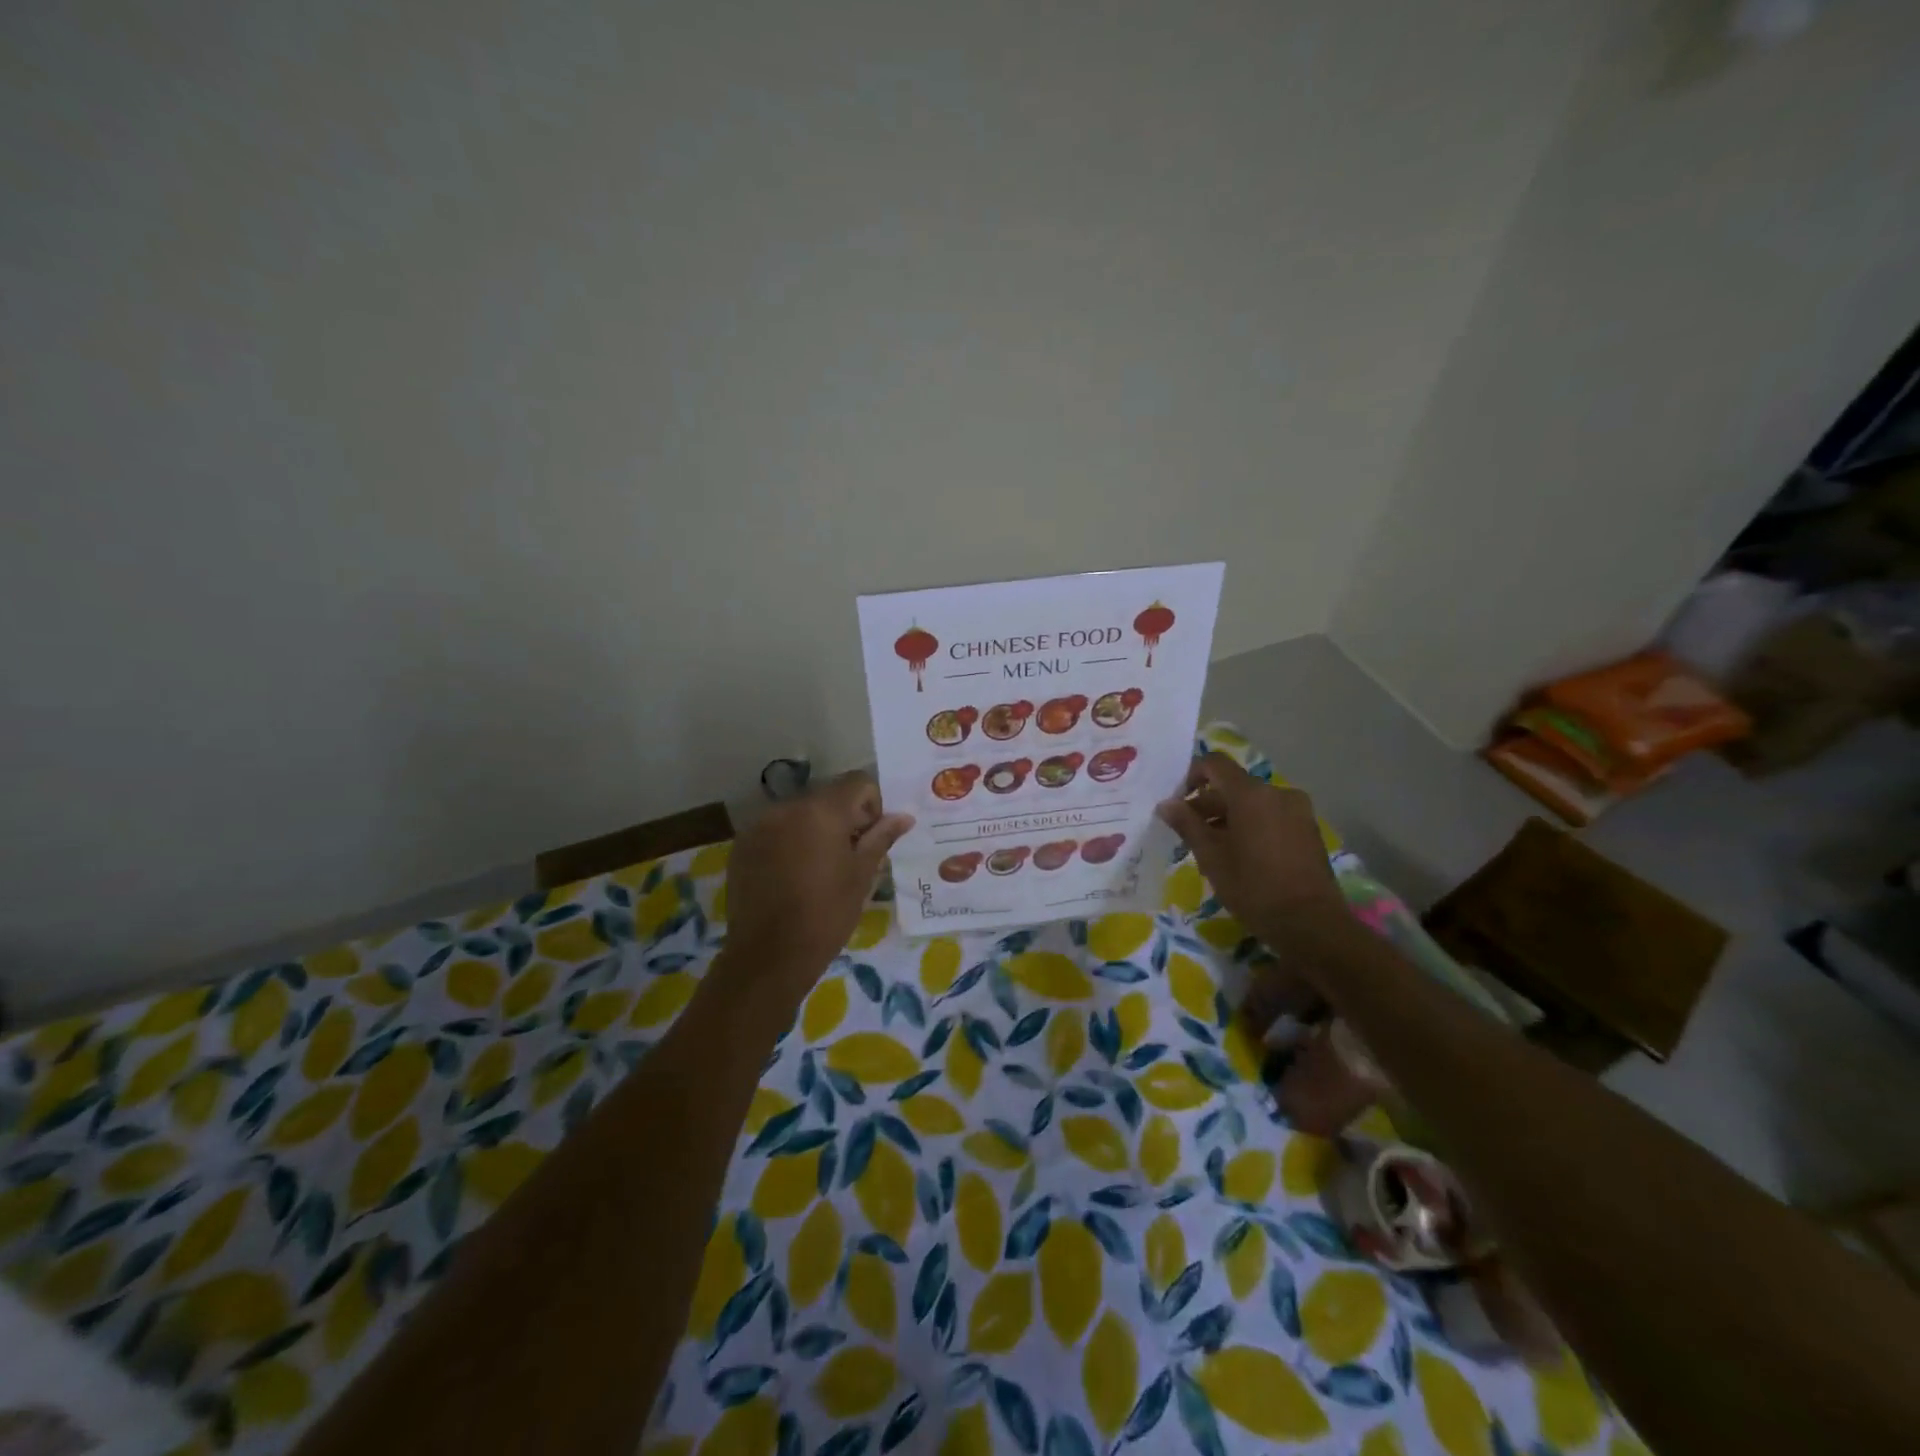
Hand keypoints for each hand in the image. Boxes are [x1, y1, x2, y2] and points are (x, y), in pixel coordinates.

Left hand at [722, 773, 913, 993]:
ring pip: (800, 812)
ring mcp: (760, 825)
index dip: (872, 805)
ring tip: (820, 868)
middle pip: (827, 796)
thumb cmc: (826, 914)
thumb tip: (903, 817)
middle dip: (844, 817)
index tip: (871, 837)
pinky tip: (793, 875)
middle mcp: (788, 807)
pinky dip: (790, 841)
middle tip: (850, 855)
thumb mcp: (862, 876)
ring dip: (815, 828)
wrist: (769, 955)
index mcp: (822, 810)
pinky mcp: (743, 845)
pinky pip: (776, 829)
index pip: (857, 782)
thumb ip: (881, 838)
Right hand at [1156, 753, 1344, 940]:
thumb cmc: (1253, 888)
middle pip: (1234, 786)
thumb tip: (1166, 804)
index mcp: (1251, 794)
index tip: (1178, 803)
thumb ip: (1187, 824)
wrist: (1311, 924)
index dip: (1191, 775)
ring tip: (1214, 849)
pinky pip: (1271, 816)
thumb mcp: (1211, 857)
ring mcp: (1297, 811)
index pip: (1215, 764)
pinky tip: (1242, 856)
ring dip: (1229, 817)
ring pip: (1253, 803)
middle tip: (1189, 834)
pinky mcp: (1308, 830)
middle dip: (1208, 804)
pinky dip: (1252, 825)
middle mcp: (1277, 793)